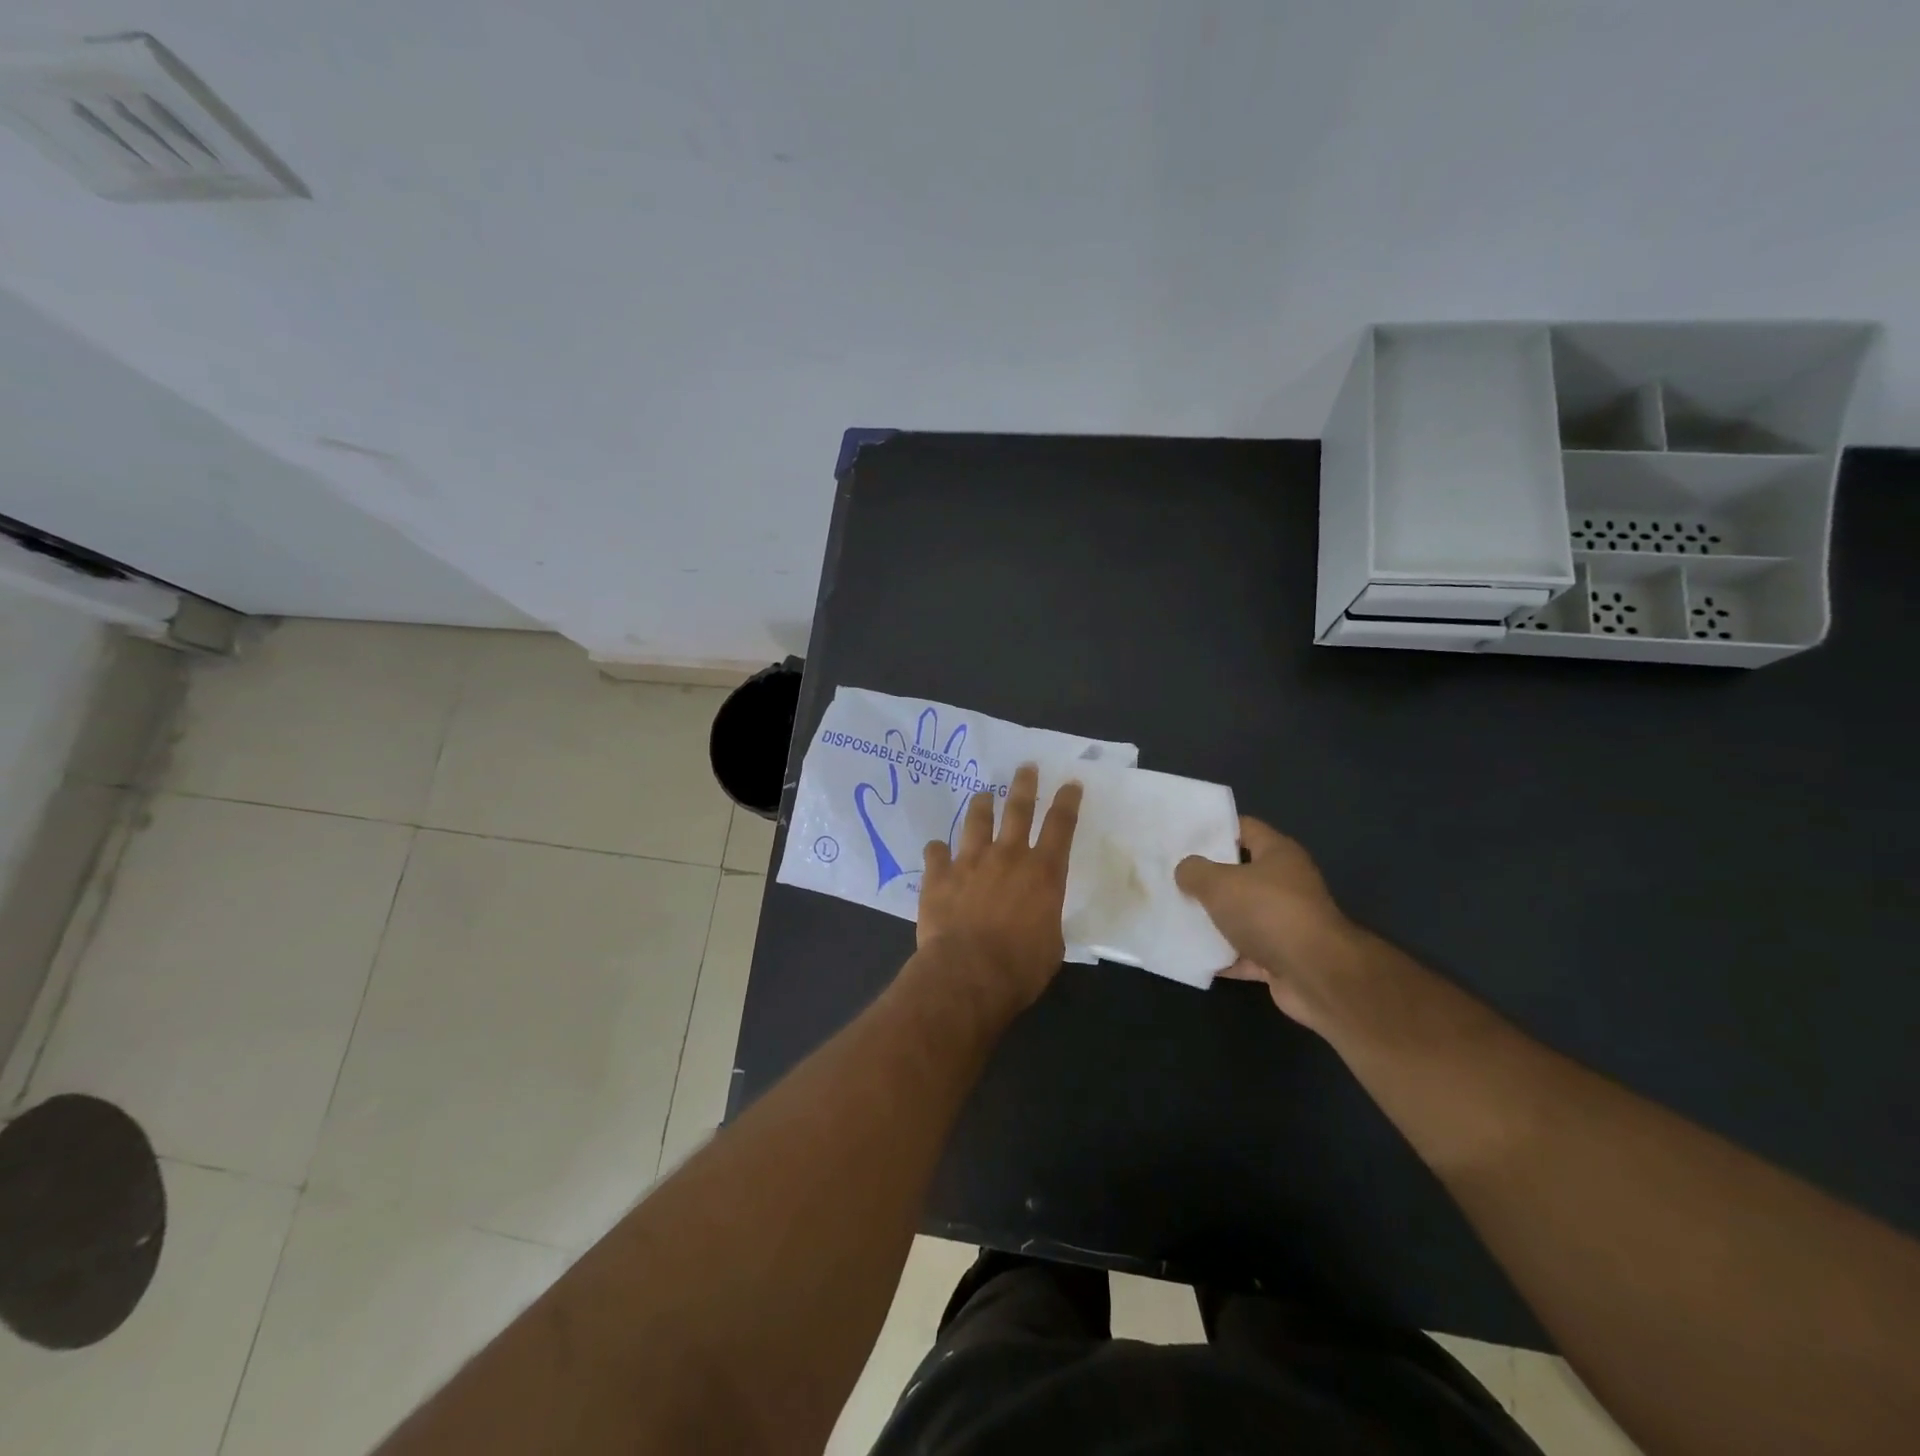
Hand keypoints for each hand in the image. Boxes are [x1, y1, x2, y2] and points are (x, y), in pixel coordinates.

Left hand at [917, 763, 1082, 1009]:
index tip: (1070, 783)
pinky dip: (937, 850)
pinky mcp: (939, 876)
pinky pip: (935, 853)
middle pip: (1018, 810)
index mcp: (1043, 872)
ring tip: (982, 795)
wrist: (968, 973)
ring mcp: (970, 862)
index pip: (1061, 826)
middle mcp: (1008, 857)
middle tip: (1025, 767)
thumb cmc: (1021, 966)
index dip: (1067, 801)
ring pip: (976, 821)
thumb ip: (1045, 920)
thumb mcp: (1052, 945)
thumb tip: (1038, 919)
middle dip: (1024, 785)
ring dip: (981, 806)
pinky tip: (935, 848)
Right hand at [1175, 817, 1358, 1030]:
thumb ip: (1195, 872)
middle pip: (1240, 874)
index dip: (1214, 830)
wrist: (1317, 976)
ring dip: (1213, 920)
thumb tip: (1185, 870)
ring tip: (1174, 915)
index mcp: (1278, 854)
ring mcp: (1286, 923)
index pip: (1244, 829)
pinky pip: (1245, 952)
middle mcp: (1286, 884)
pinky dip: (1223, 956)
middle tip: (1171, 877)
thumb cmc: (1269, 913)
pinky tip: (1193, 956)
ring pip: (1241, 916)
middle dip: (1207, 878)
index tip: (1182, 837)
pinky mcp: (1282, 958)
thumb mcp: (1219, 884)